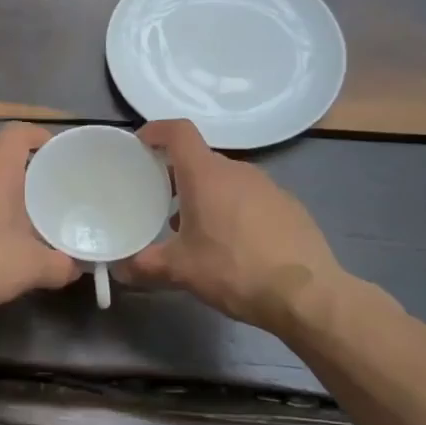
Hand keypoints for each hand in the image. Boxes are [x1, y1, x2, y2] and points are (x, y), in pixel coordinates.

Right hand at [118, 119, 344, 333]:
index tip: (141, 145)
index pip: (178, 132)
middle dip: (178, 176)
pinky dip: (235, 210)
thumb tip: (119, 268)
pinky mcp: (290, 206)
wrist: (306, 294)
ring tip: (196, 230)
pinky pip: (252, 198)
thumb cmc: (234, 270)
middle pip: (201, 160)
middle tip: (161, 203)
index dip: (157, 131)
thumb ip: (144, 265)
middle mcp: (238, 171)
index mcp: (207, 175)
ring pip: (227, 181)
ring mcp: (269, 187)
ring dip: (207, 196)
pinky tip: (234, 244)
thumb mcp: (181, 271)